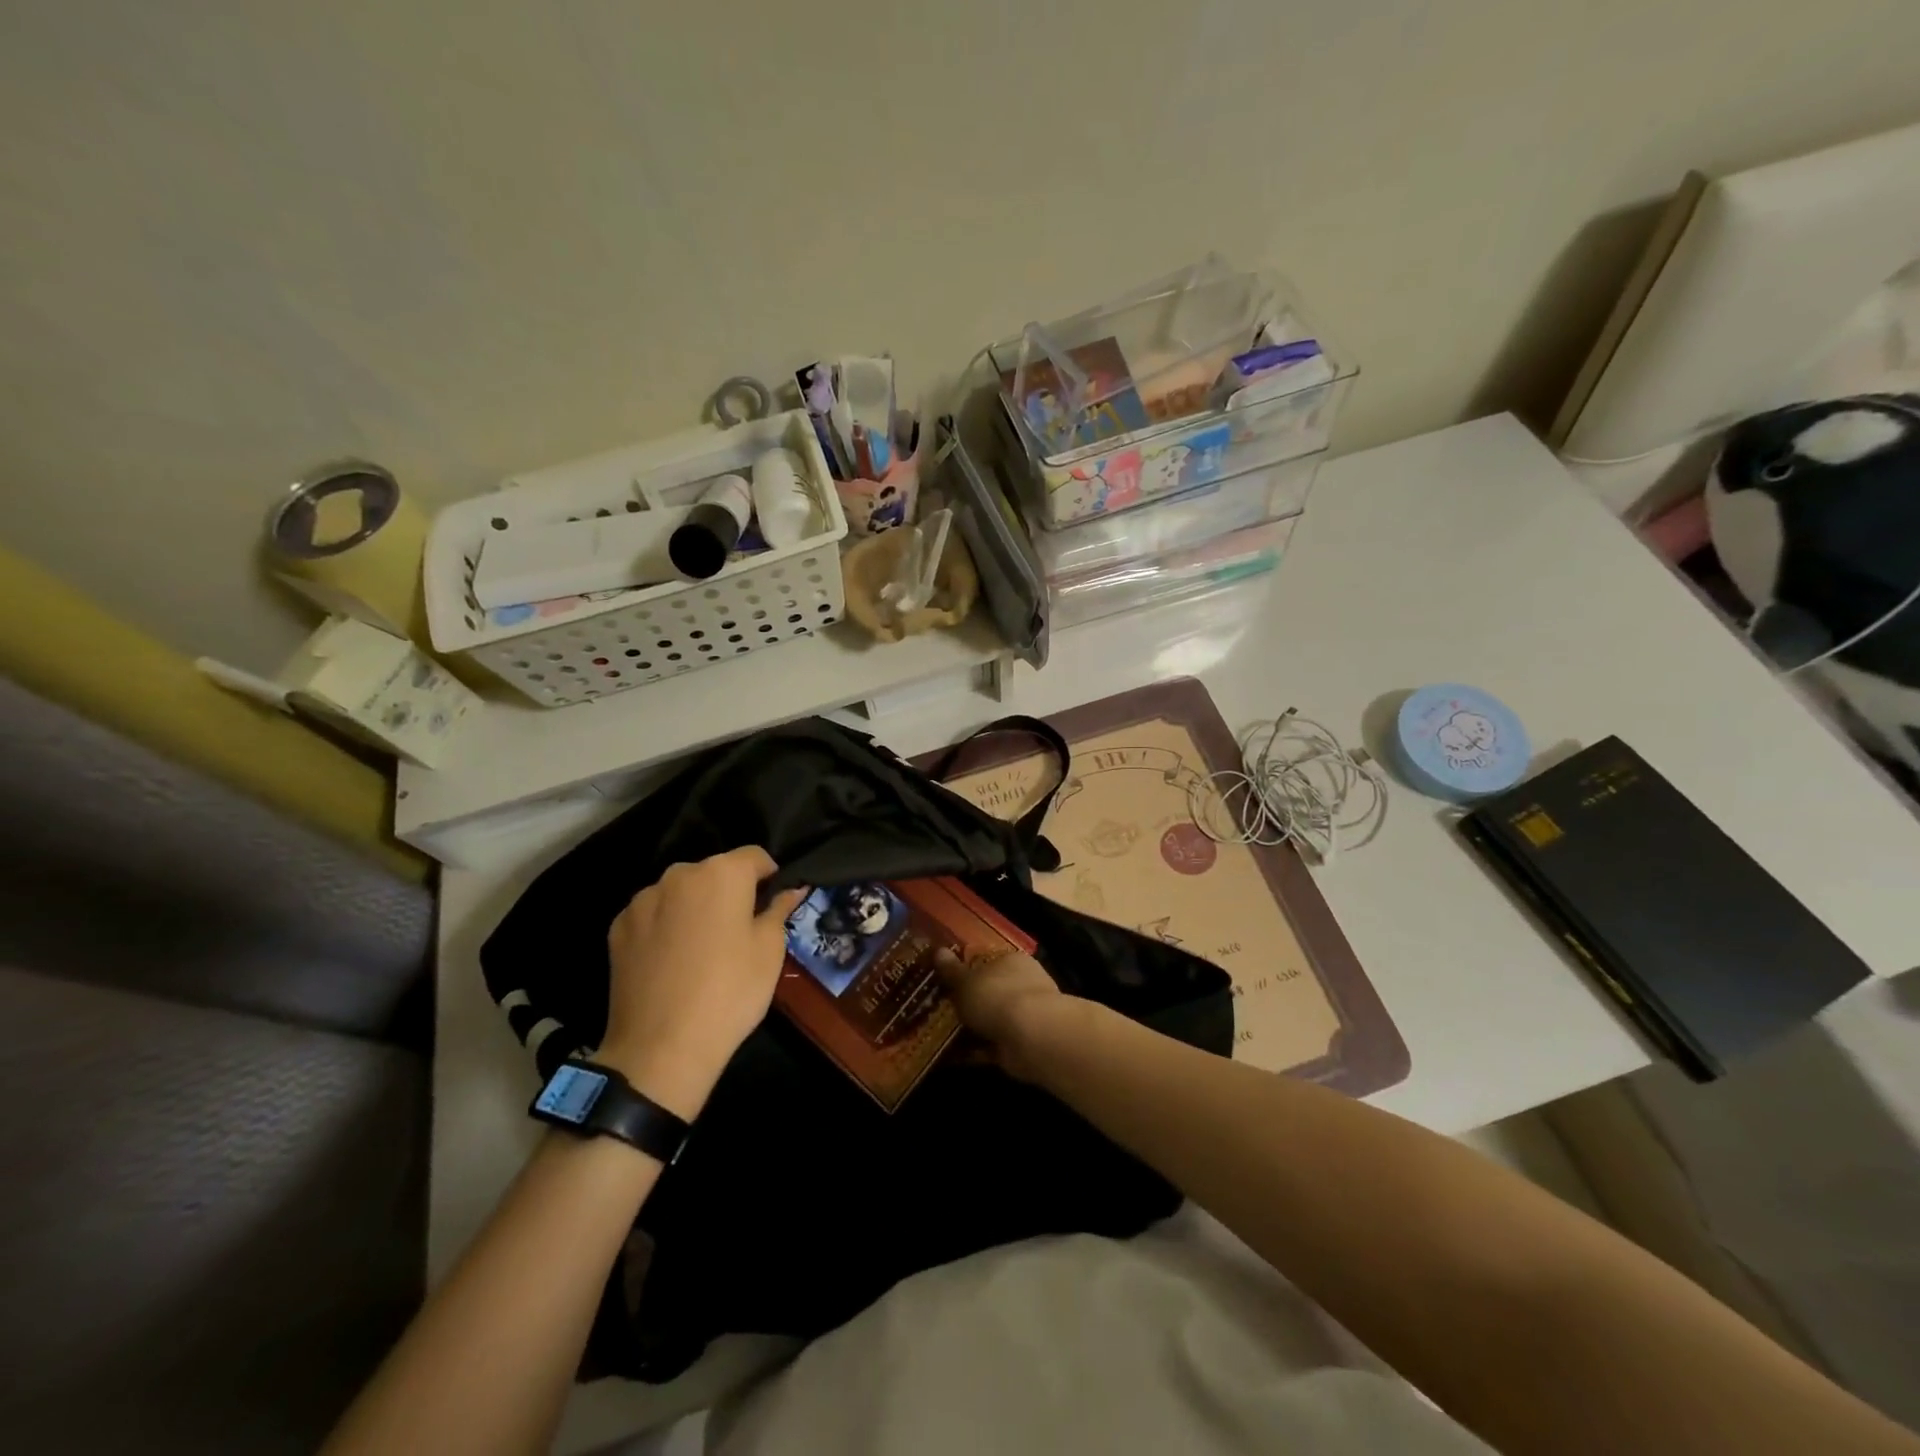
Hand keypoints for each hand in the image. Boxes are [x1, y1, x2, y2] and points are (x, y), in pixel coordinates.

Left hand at [600, 847, 805, 1119]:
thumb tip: (791, 890)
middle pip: (714, 872)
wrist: (661, 1049)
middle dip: (729, 891)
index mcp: (722, 873)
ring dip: (695, 907)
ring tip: (702, 948)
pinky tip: (672, 960)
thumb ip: (779, 910)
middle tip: (740, 929)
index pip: (755, 856)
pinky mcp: (619, 927)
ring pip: (681, 892)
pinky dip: (666, 925)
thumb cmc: (730, 992)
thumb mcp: (770, 951)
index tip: (774, 901)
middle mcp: (680, 874)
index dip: (769, 875)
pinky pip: (653, 914)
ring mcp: (644, 899)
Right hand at [935, 949, 1069, 1082]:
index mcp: (1011, 961)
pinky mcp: (1020, 1045)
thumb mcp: (966, 981)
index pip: (987, 960)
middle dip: (967, 1001)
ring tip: (936, 1034)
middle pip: (988, 991)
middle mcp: (1021, 984)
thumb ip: (951, 970)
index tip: (942, 978)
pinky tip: (948, 1057)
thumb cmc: (997, 996)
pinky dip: (973, 1051)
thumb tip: (938, 951)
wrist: (1032, 1037)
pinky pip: (990, 1046)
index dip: (965, 968)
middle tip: (935, 1008)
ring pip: (989, 1020)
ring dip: (969, 1028)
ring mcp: (1024, 1016)